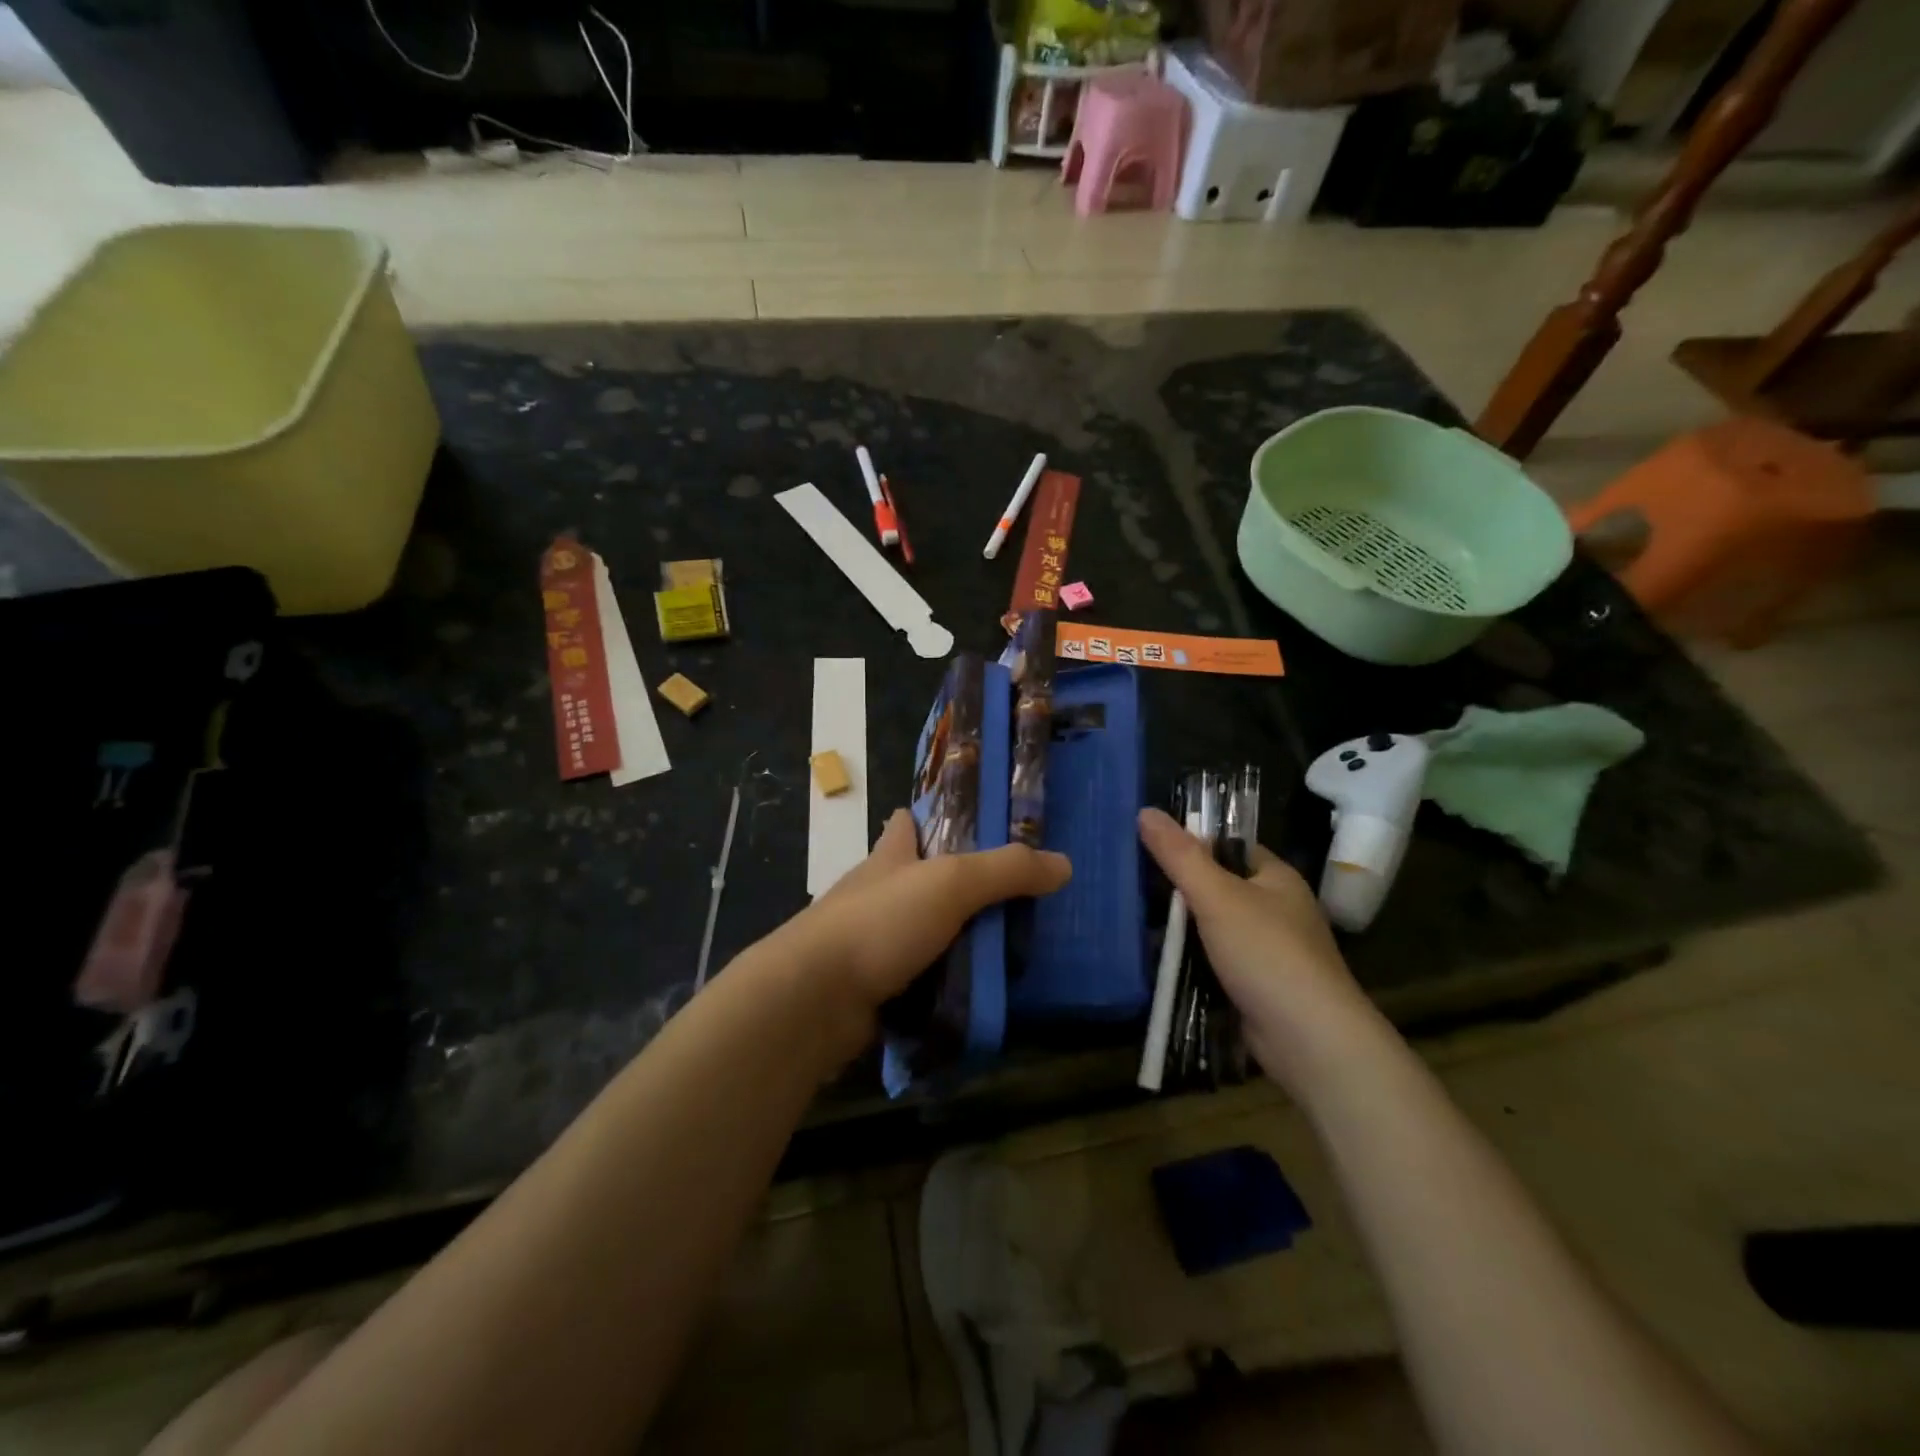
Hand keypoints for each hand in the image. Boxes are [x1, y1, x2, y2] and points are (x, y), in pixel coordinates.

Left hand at [767, 808, 1070, 1039]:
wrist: (814, 999)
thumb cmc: (879, 923)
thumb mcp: (950, 884)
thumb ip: (1006, 871)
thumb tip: (1063, 864)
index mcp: (889, 858)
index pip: (905, 825)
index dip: (927, 817)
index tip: (964, 822)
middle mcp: (875, 895)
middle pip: (916, 880)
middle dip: (953, 885)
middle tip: (1010, 896)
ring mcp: (870, 943)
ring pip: (920, 933)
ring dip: (952, 938)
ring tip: (1004, 946)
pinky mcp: (870, 988)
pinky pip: (917, 979)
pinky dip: (942, 982)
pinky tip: (975, 991)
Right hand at [1137, 807, 1381, 1089]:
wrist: (1310, 1041)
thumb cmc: (1267, 954)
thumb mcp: (1217, 896)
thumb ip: (1179, 855)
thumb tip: (1145, 811)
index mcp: (1276, 878)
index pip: (1227, 846)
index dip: (1190, 844)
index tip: (1146, 848)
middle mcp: (1276, 910)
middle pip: (1216, 888)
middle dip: (1177, 891)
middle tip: (1130, 887)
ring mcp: (1267, 951)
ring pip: (1212, 929)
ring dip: (1179, 931)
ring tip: (1131, 923)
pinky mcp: (1256, 987)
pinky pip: (1214, 963)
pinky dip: (1189, 963)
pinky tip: (1156, 963)